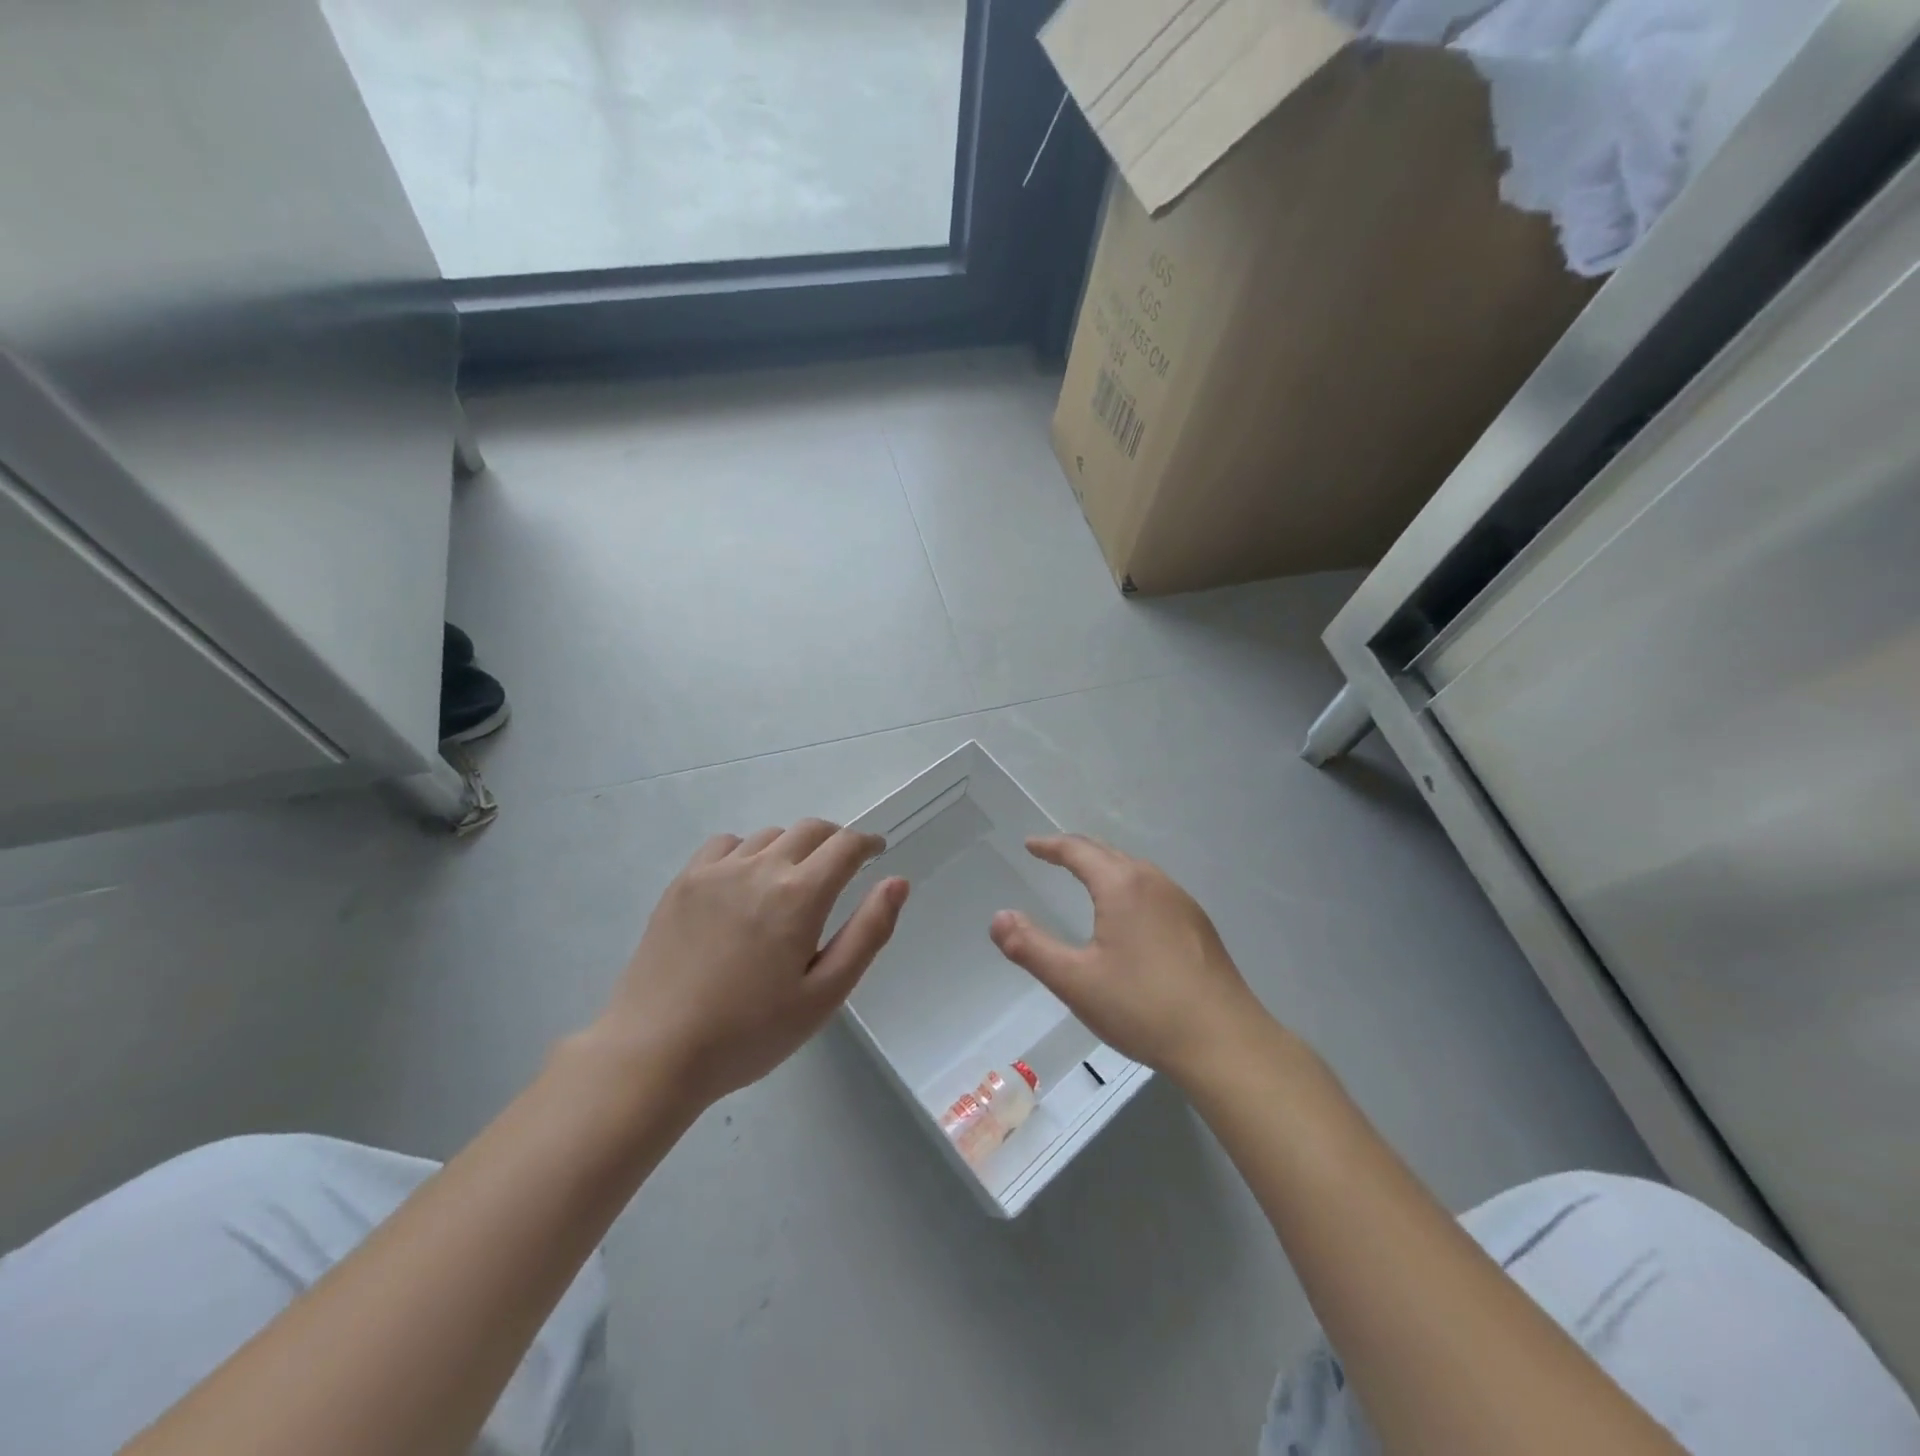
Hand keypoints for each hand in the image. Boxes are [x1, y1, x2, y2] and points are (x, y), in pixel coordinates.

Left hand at [594, 820, 908, 1107]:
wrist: (655, 1052)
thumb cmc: (750, 1032)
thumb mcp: (825, 994)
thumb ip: (868, 933)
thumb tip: (897, 882)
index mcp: (800, 895)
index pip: (845, 845)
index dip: (868, 843)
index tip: (876, 852)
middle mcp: (761, 868)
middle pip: (810, 830)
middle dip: (835, 841)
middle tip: (842, 866)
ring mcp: (716, 871)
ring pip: (769, 836)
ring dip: (793, 847)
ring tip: (793, 881)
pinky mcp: (684, 882)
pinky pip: (726, 844)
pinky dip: (748, 851)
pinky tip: (745, 882)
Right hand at [990, 835, 1270, 1085]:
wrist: (1224, 1041)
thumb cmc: (1143, 1007)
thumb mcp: (1075, 981)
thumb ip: (1030, 947)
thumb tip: (998, 918)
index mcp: (1122, 886)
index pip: (1079, 851)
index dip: (1051, 846)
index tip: (1030, 846)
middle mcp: (1154, 882)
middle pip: (1109, 853)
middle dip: (1077, 851)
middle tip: (1052, 855)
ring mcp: (1182, 903)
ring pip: (1135, 870)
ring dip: (1106, 867)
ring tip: (1086, 878)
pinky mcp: (1199, 926)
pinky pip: (1154, 889)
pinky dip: (1129, 885)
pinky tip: (1130, 914)